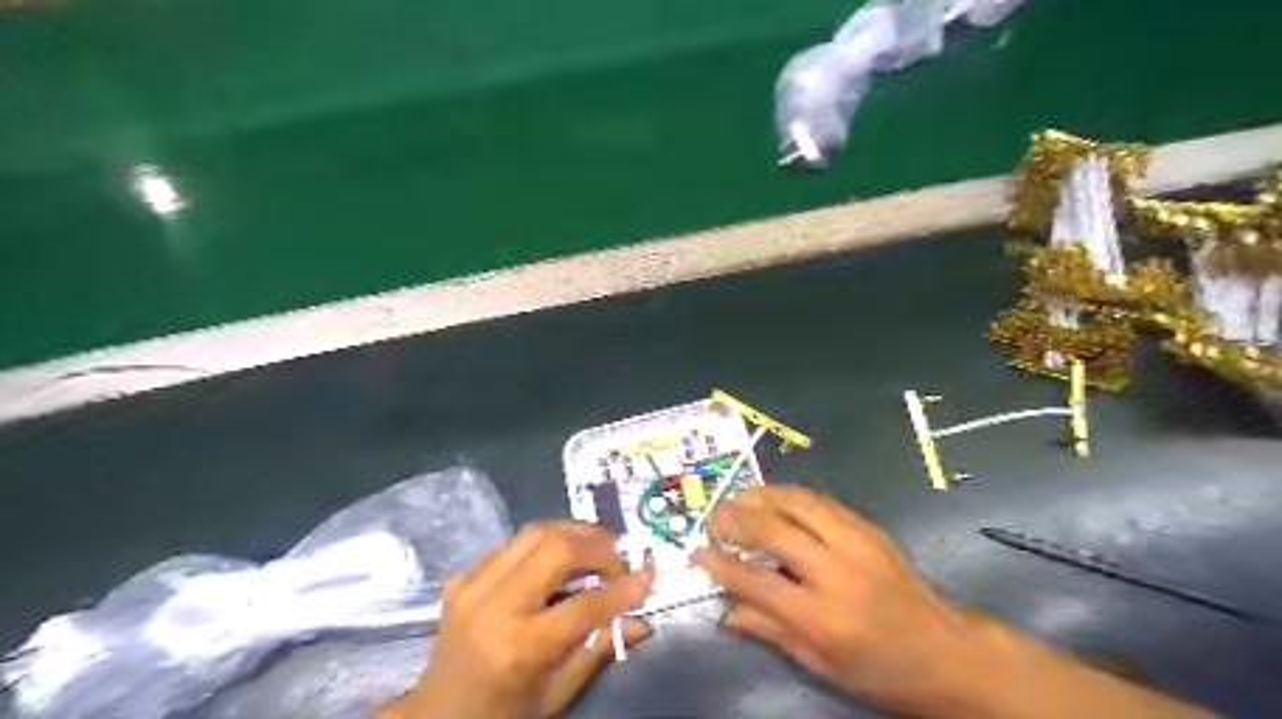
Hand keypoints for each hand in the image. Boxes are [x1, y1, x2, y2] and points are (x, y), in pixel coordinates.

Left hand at [385, 519, 650, 718]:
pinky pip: (513, 542)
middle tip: (619, 556)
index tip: (647, 576)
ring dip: (573, 531)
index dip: (622, 588)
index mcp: (520, 647)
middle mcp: (494, 606)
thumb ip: (599, 649)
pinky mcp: (463, 576)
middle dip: (597, 545)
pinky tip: (561, 555)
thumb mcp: (556, 694)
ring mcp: (472, 585)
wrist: (434, 715)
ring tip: (598, 545)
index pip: (584, 603)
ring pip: (533, 532)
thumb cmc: (501, 715)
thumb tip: (641, 620)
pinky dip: (545, 541)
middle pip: (556, 547)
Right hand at [690, 485, 971, 716]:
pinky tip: (774, 499)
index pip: (756, 582)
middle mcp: (837, 572)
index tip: (698, 554)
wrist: (949, 654)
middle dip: (735, 519)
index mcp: (824, 618)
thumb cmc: (881, 671)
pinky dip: (790, 495)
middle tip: (714, 520)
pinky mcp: (869, 528)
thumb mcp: (821, 665)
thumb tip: (725, 611)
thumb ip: (770, 630)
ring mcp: (857, 543)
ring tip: (738, 499)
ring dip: (761, 495)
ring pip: (797, 502)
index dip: (721, 565)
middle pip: (773, 530)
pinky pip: (821, 501)